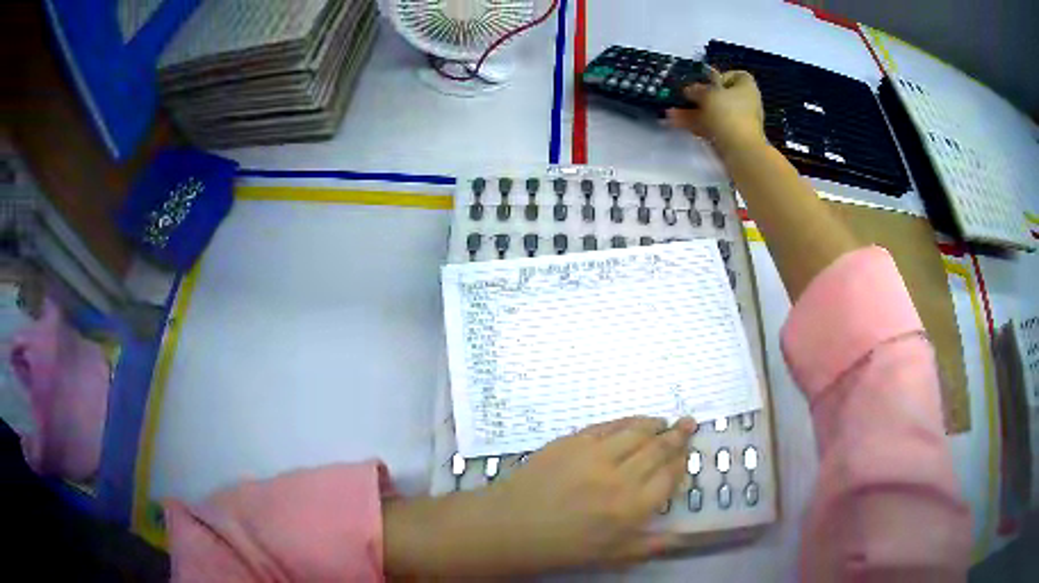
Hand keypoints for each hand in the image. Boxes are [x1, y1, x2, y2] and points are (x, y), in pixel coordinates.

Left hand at [486, 416, 696, 569]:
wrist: (510, 527)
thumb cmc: (562, 548)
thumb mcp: (611, 557)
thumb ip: (651, 545)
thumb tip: (683, 537)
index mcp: (632, 508)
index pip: (669, 478)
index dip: (681, 464)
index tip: (686, 456)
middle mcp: (619, 477)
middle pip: (658, 449)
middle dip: (678, 437)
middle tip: (690, 424)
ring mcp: (594, 455)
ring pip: (636, 432)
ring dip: (656, 425)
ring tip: (667, 421)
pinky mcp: (572, 441)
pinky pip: (608, 425)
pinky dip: (627, 421)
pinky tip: (635, 421)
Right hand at [667, 68, 765, 154]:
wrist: (741, 151)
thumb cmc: (728, 113)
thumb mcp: (708, 94)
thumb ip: (696, 89)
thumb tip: (689, 90)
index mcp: (746, 88)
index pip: (736, 76)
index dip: (720, 77)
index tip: (705, 82)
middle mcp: (745, 103)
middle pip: (720, 96)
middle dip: (699, 97)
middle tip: (683, 98)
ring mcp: (738, 122)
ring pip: (712, 113)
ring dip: (691, 112)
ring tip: (671, 112)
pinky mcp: (731, 138)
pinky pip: (711, 127)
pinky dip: (695, 125)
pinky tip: (676, 123)